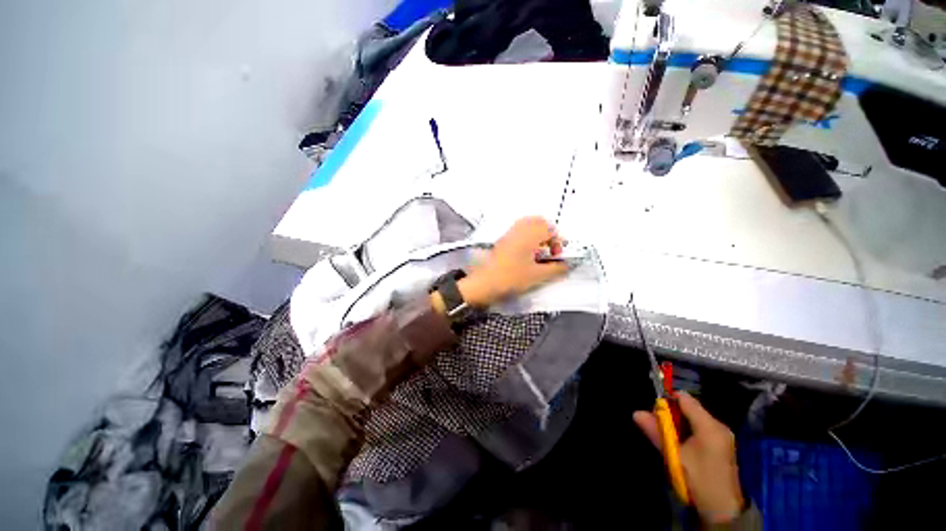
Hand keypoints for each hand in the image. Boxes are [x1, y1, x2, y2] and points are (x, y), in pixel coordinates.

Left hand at [459, 217, 568, 306]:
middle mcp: (519, 230)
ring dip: (537, 233)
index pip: (549, 229)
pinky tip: (527, 252)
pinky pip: (519, 229)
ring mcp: (509, 233)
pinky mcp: (502, 239)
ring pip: (527, 223)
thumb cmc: (511, 278)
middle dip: (548, 233)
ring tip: (539, 250)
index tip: (556, 255)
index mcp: (528, 235)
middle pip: (538, 221)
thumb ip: (555, 269)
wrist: (485, 282)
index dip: (557, 241)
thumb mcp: (536, 276)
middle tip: (549, 249)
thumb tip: (566, 265)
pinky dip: (527, 235)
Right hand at [633, 392, 744, 524]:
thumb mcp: (674, 456)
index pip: (684, 399)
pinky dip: (687, 431)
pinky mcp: (722, 444)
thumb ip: (656, 432)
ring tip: (669, 439)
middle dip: (671, 414)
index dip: (667, 401)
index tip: (655, 412)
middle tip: (660, 428)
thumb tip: (636, 413)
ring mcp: (722, 435)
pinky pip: (700, 427)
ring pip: (693, 418)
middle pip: (689, 407)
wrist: (723, 509)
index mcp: (709, 426)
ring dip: (678, 424)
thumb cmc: (698, 479)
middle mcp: (718, 425)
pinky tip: (681, 445)